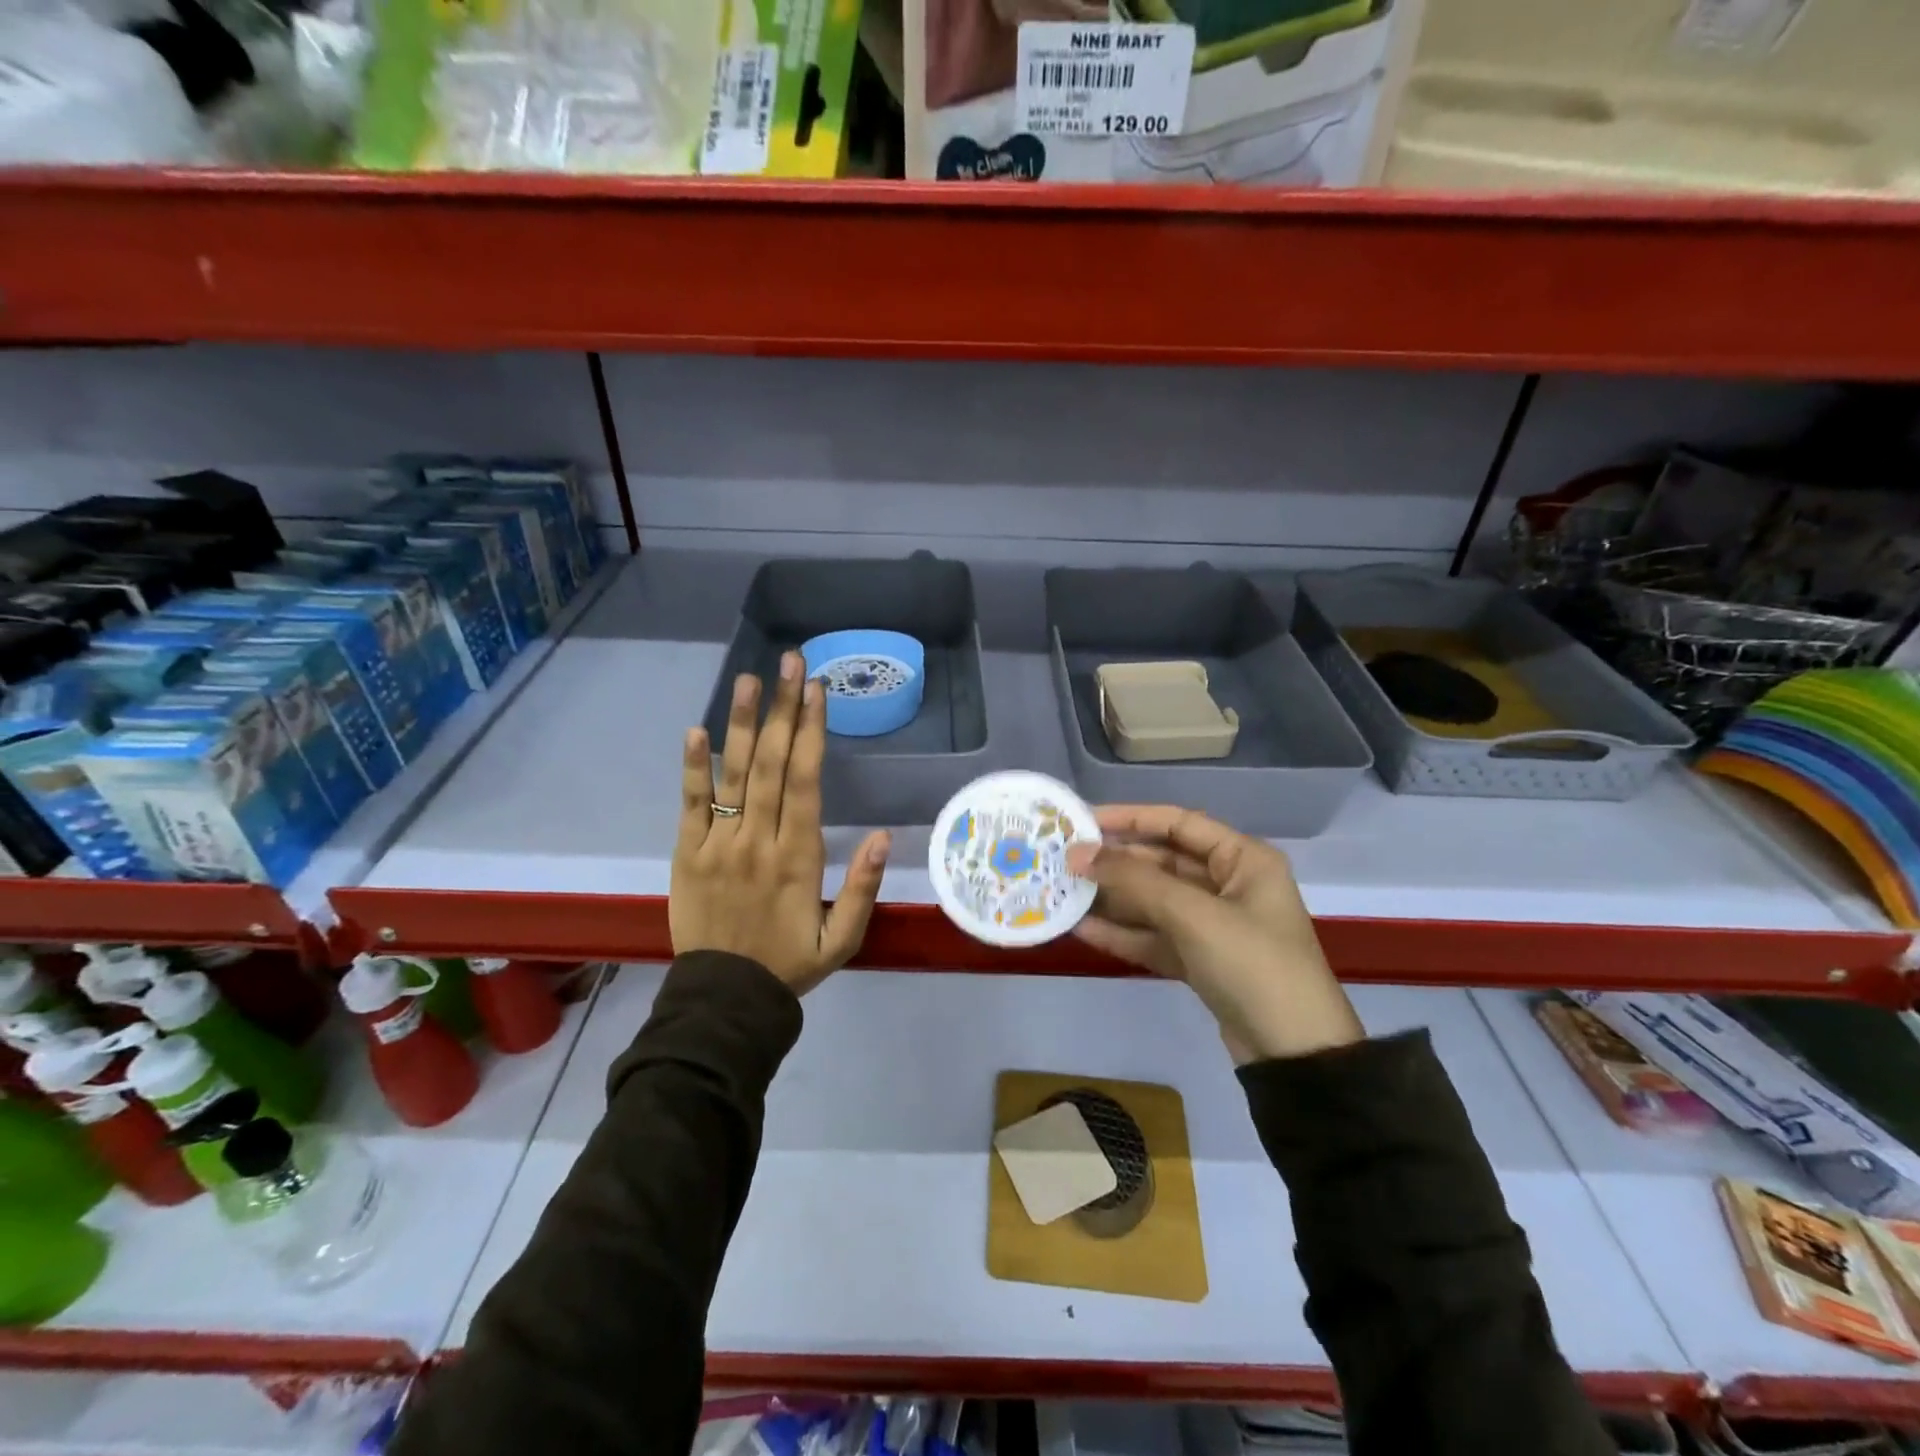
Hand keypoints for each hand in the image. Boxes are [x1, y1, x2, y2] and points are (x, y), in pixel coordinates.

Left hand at [672, 653, 890, 995]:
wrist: (723, 1002)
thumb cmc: (789, 965)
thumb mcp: (841, 940)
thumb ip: (863, 889)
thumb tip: (884, 836)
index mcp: (798, 858)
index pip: (805, 782)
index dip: (811, 732)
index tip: (816, 690)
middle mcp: (758, 841)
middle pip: (772, 765)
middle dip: (783, 710)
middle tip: (790, 662)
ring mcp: (718, 845)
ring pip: (733, 776)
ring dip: (742, 724)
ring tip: (749, 679)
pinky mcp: (687, 854)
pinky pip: (690, 805)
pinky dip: (693, 768)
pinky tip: (697, 731)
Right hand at [1065, 806, 1362, 1064]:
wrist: (1295, 1056)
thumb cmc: (1252, 965)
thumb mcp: (1193, 915)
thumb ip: (1135, 880)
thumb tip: (1079, 854)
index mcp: (1243, 860)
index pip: (1179, 823)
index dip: (1130, 817)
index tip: (1083, 821)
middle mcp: (1229, 884)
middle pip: (1163, 861)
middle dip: (1116, 862)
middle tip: (1065, 860)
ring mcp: (1214, 925)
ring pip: (1154, 901)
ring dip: (1114, 898)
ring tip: (1065, 891)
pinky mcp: (1201, 960)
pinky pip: (1156, 936)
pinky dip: (1124, 933)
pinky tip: (1083, 929)